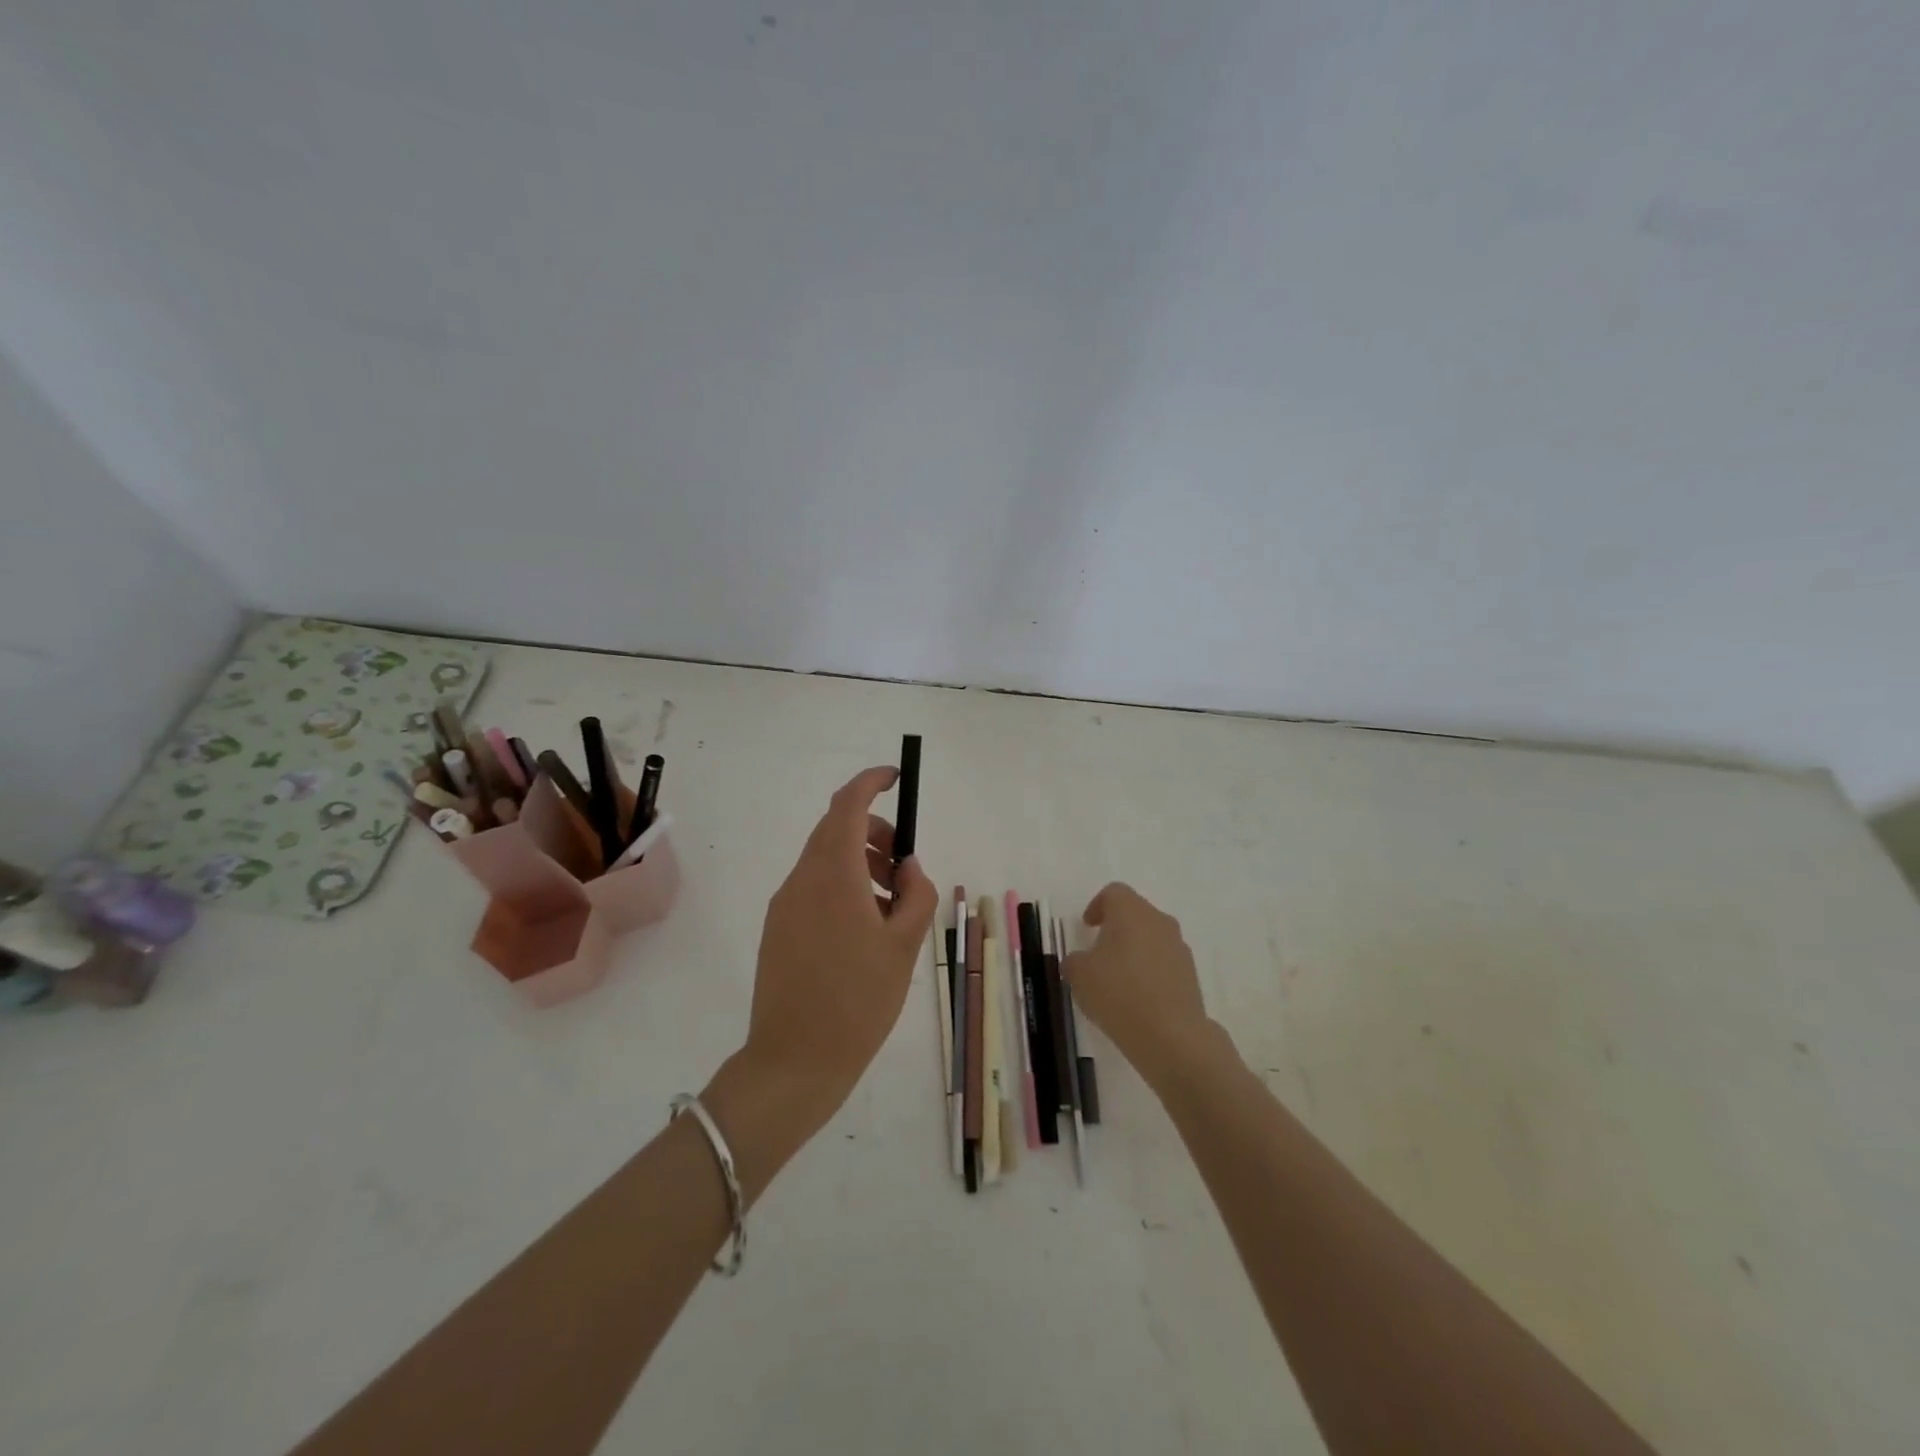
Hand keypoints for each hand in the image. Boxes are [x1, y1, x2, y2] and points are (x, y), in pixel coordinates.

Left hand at [718, 766, 937, 1162]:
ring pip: (825, 860)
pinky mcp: (777, 929)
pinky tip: (865, 929)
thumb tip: (909, 866)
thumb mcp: (904, 946)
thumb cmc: (858, 1001)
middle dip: (874, 832)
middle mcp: (802, 880)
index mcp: (833, 875)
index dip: (870, 782)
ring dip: (860, 862)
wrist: (794, 1062)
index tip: (895, 778)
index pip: (847, 805)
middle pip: (835, 829)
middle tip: (906, 866)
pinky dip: (843, 887)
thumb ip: (916, 894)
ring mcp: (785, 905)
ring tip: (893, 905)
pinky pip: (813, 888)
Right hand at [1062, 883, 1213, 1088]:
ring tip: (1118, 979)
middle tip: (1099, 951)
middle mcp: (1158, 921)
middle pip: (1135, 913)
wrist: (1171, 1035)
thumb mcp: (1079, 975)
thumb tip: (1081, 960)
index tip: (1087, 927)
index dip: (1097, 906)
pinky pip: (1165, 962)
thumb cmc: (1118, 993)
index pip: (1114, 892)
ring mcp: (1179, 947)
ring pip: (1152, 937)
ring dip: (1135, 950)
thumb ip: (1074, 960)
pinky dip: (1150, 971)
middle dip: (1117, 928)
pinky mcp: (1191, 974)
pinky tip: (1137, 997)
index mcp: (1130, 911)